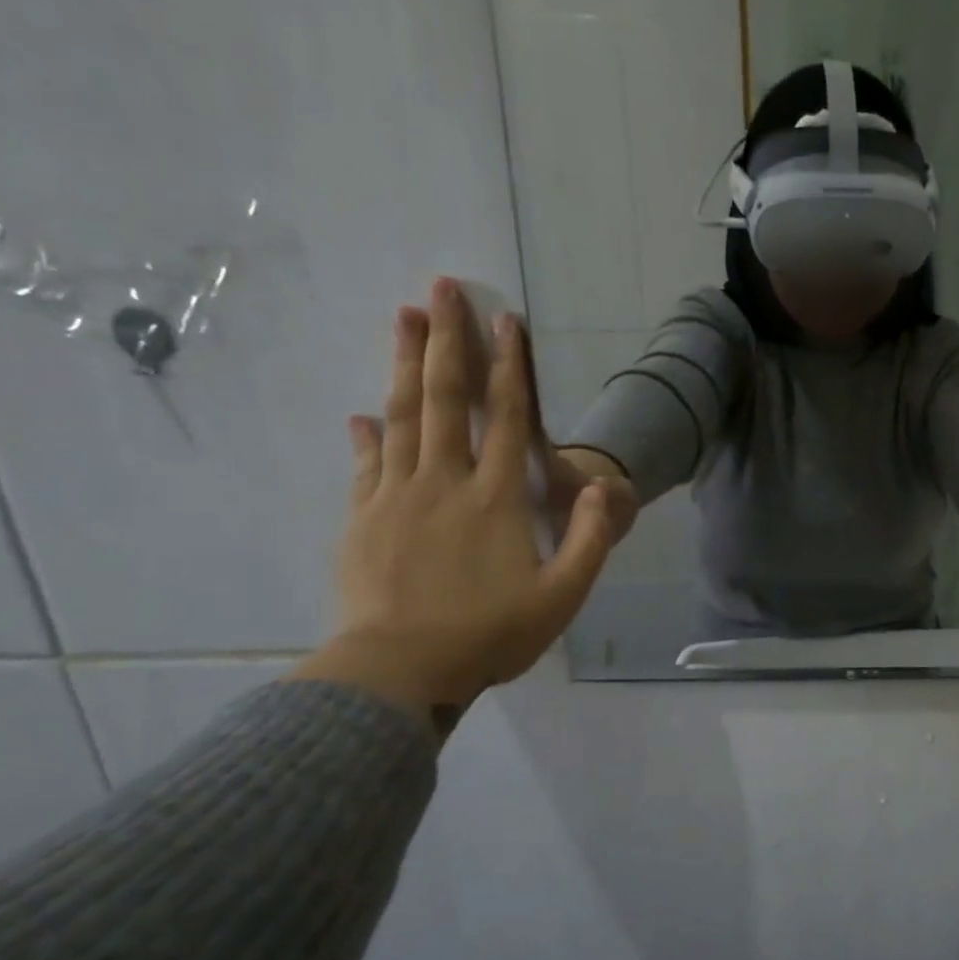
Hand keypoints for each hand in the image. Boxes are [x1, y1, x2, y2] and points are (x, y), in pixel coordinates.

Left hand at [290, 279, 617, 727]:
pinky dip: (366, 434)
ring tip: (405, 319)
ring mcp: (397, 496)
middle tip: (441, 289)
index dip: (508, 366)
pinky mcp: (363, 518)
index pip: (506, 418)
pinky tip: (362, 413)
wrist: (400, 670)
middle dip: (447, 341)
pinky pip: (366, 464)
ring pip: (401, 416)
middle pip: (445, 399)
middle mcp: (446, 482)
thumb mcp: (563, 597)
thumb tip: (596, 488)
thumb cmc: (489, 635)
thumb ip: (588, 540)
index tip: (504, 318)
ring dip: (403, 365)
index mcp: (497, 499)